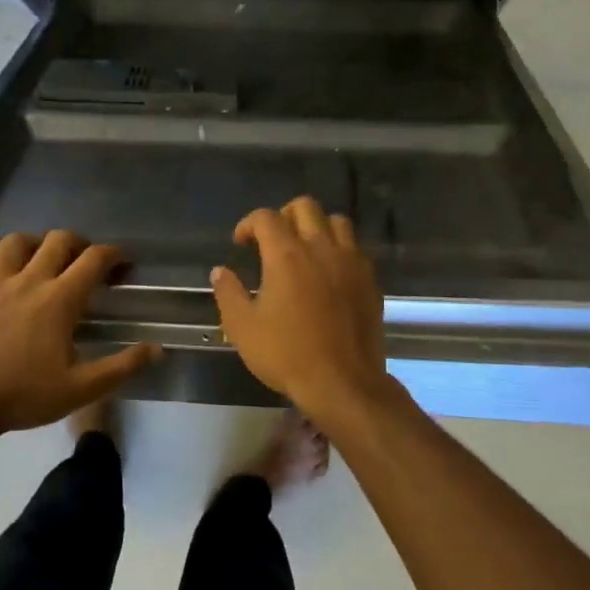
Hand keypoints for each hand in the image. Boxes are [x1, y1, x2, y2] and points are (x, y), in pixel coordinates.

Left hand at [0, 230, 160, 432]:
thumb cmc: (26, 396)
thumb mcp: (82, 388)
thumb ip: (122, 367)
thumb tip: (157, 349)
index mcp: (60, 300)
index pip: (94, 259)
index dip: (113, 255)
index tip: (121, 265)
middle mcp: (29, 281)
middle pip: (58, 240)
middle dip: (77, 243)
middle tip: (83, 261)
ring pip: (15, 242)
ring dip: (33, 244)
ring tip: (40, 258)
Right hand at [210, 198, 392, 425]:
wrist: (342, 382)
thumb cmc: (286, 354)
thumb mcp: (242, 328)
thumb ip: (228, 293)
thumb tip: (220, 271)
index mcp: (286, 255)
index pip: (266, 217)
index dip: (248, 224)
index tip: (241, 243)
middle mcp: (321, 248)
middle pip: (305, 206)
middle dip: (284, 215)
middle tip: (272, 241)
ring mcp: (350, 261)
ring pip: (336, 221)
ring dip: (316, 227)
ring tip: (305, 249)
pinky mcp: (370, 279)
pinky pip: (355, 247)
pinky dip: (339, 248)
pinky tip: (329, 272)